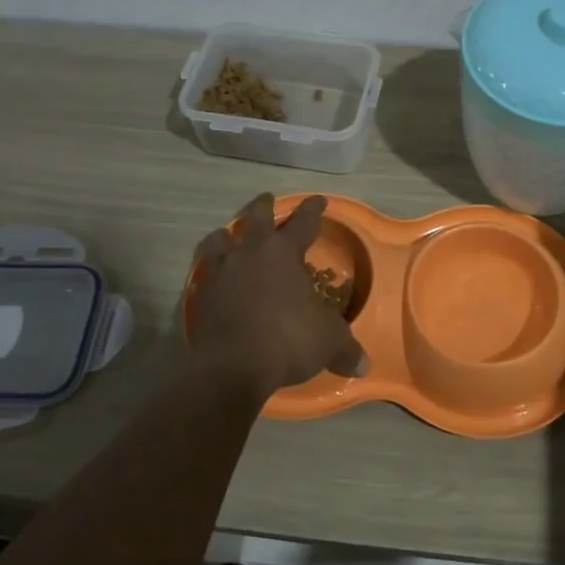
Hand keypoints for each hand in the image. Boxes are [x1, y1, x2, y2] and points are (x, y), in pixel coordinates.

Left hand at [189, 194, 365, 398]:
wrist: (232, 366)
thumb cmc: (288, 339)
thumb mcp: (328, 342)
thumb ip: (345, 348)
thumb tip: (363, 365)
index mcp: (284, 253)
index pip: (303, 222)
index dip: (313, 210)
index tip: (319, 200)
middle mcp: (251, 253)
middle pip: (255, 218)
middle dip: (263, 206)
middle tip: (266, 198)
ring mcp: (222, 272)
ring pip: (219, 240)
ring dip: (226, 235)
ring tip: (226, 234)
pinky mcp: (201, 296)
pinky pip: (204, 275)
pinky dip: (209, 272)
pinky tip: (212, 279)